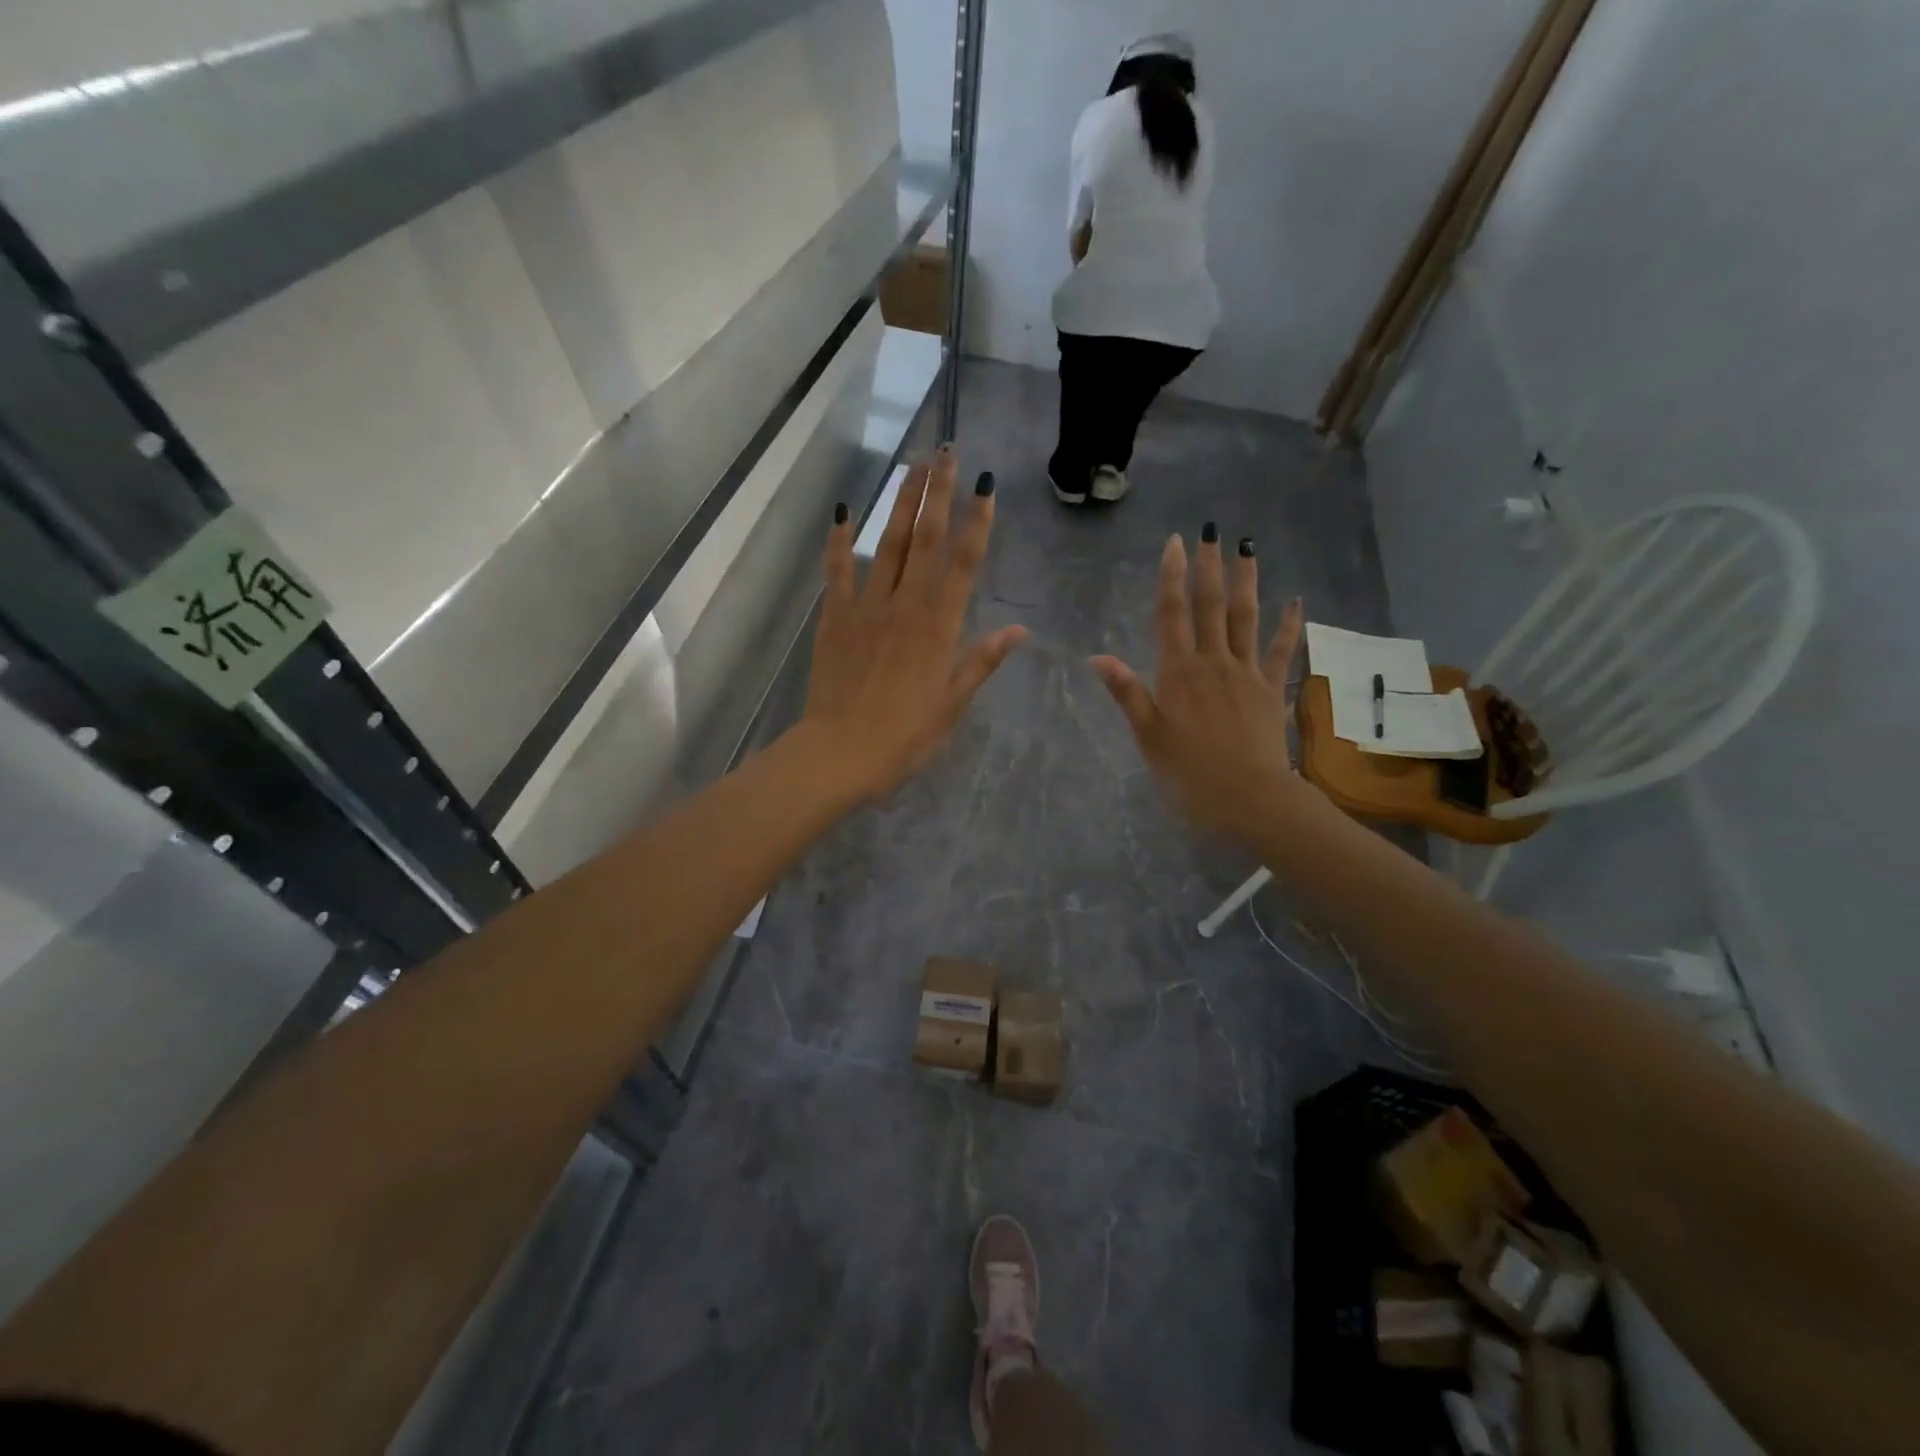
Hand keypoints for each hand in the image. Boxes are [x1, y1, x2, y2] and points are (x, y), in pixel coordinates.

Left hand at [795, 447, 1026, 804]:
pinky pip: (838, 571)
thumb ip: (982, 661)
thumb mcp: (953, 703)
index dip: (978, 522)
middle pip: (927, 540)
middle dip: (939, 493)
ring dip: (902, 503)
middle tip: (947, 453)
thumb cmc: (905, 736)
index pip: (965, 563)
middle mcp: (907, 605)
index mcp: (941, 627)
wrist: (841, 752)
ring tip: (913, 466)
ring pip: (889, 545)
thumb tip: (1020, 630)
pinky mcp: (836, 617)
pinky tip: (844, 510)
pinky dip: (840, 540)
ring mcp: (867, 607)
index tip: (986, 486)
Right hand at [1090, 530, 1306, 841]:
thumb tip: (1097, 657)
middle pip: (1209, 606)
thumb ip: (1127, 693)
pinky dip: (1289, 625)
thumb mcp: (1148, 736)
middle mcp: (1212, 662)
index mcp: (1177, 673)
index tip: (1174, 543)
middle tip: (1210, 533)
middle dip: (1208, 567)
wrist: (1248, 798)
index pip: (1171, 615)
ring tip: (1247, 548)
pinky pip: (1281, 650)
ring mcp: (1246, 673)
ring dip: (1246, 581)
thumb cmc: (1188, 773)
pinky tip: (1296, 600)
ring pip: (1245, 618)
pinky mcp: (1270, 689)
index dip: (1170, 577)